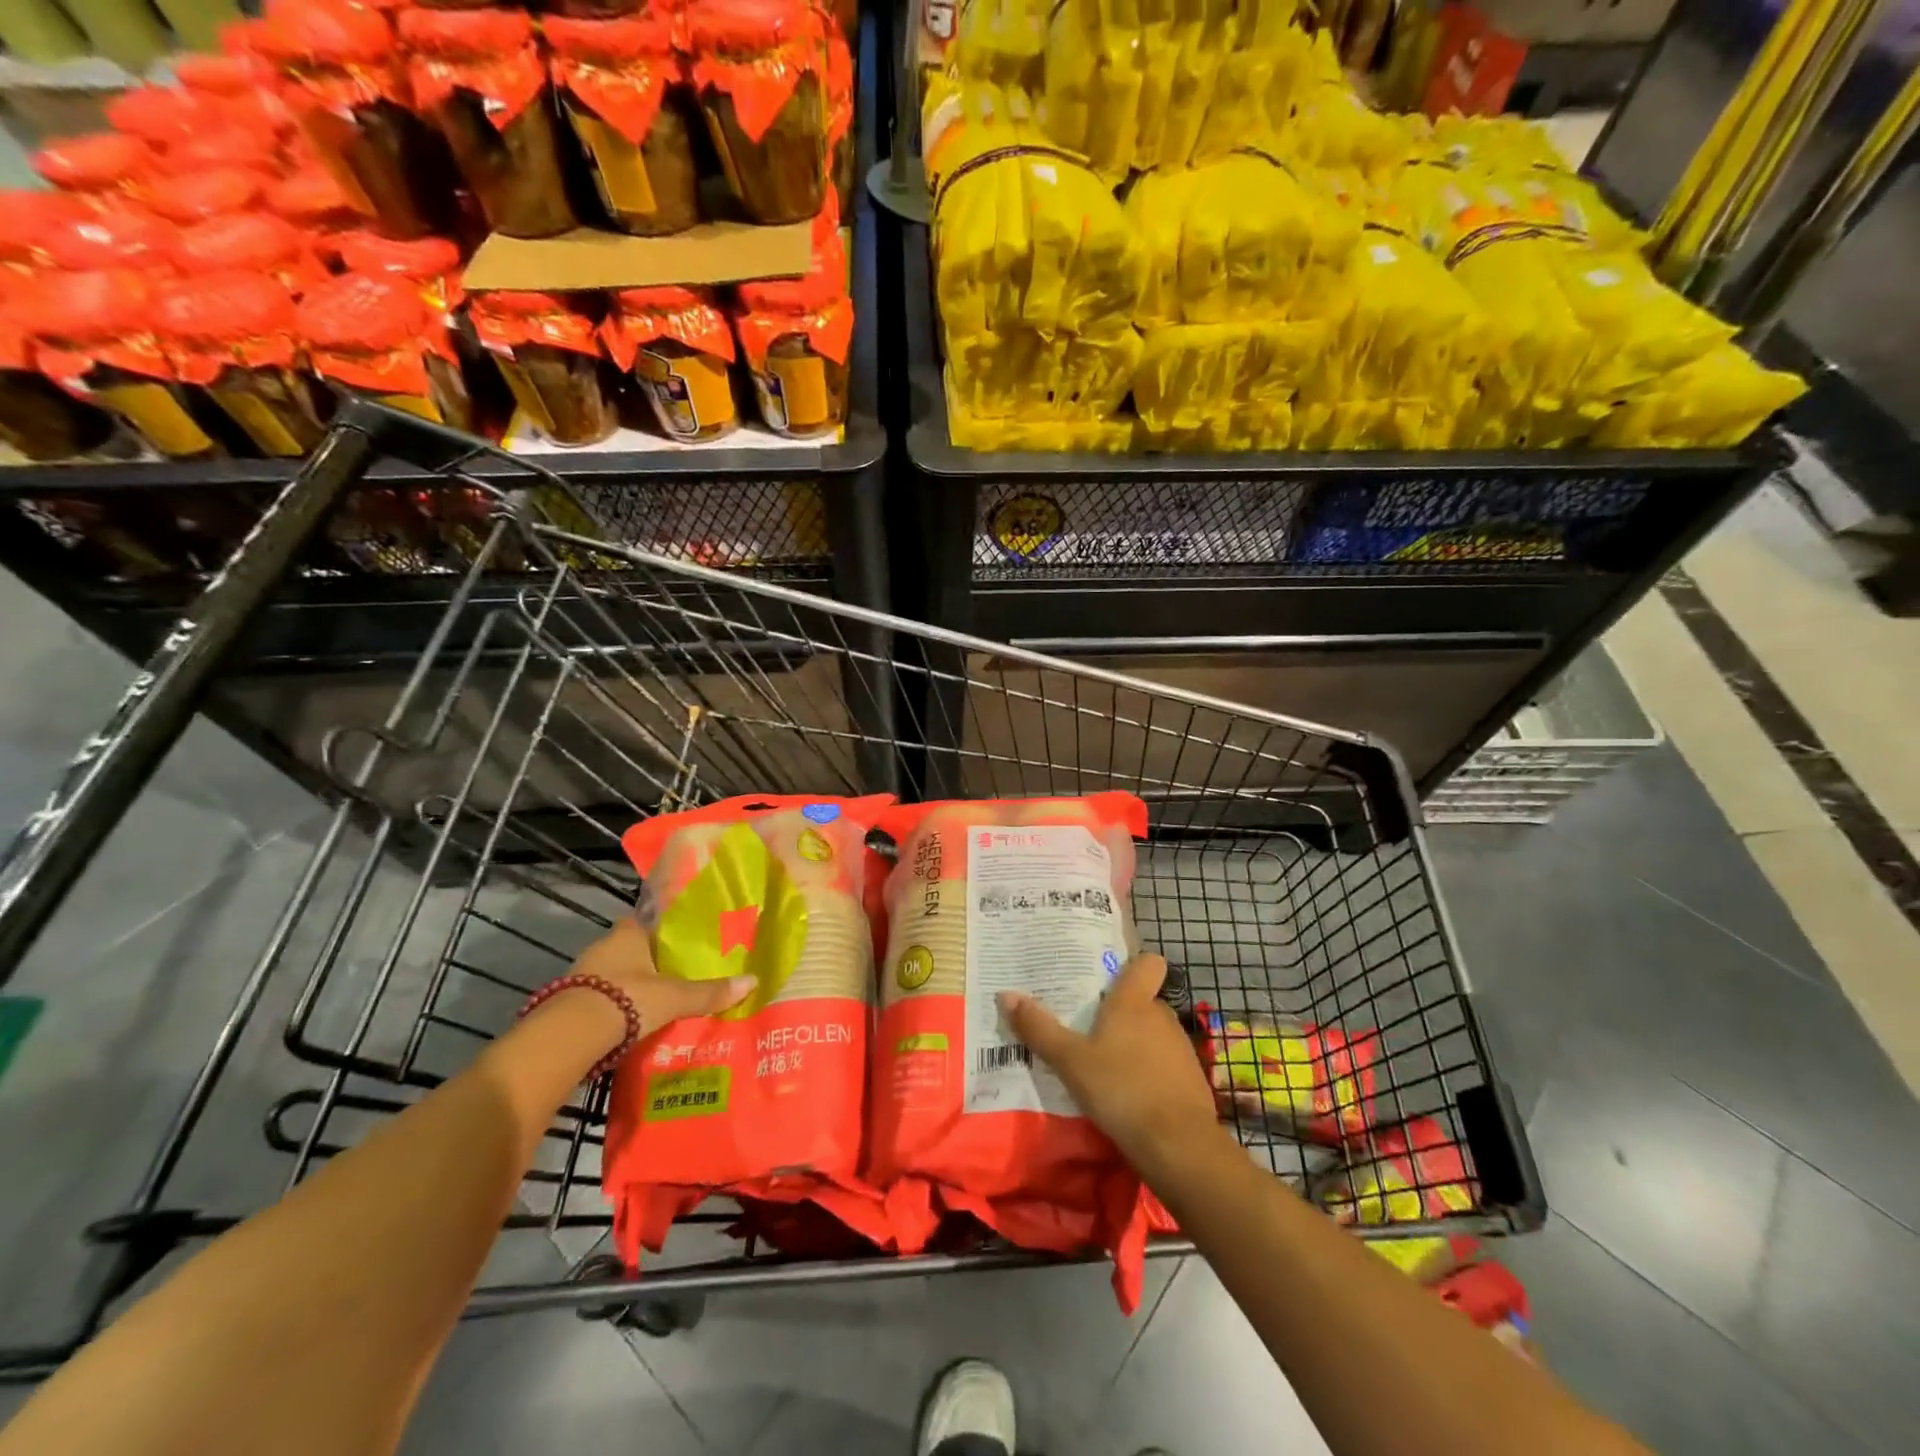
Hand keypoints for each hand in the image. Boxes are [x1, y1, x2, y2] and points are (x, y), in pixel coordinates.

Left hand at [565, 918, 754, 1038]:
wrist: (569, 1036)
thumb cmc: (627, 999)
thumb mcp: (675, 997)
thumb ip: (710, 992)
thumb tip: (753, 981)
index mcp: (628, 934)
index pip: (648, 921)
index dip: (664, 930)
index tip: (682, 942)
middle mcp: (603, 947)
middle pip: (631, 949)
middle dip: (649, 962)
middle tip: (676, 976)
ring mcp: (582, 975)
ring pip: (614, 975)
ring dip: (630, 986)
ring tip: (656, 1003)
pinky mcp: (568, 1003)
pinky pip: (600, 999)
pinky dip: (614, 1008)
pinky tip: (630, 1023)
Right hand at [998, 954, 1220, 1175]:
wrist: (1179, 1146)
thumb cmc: (1121, 1089)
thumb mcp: (1069, 1061)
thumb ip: (1039, 1028)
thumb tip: (1006, 994)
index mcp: (1133, 1001)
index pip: (1148, 962)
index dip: (1133, 964)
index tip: (1109, 976)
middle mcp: (1161, 1016)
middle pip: (1142, 1000)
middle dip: (1119, 1011)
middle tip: (1086, 1025)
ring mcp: (1180, 1048)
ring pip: (1153, 1033)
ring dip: (1133, 1043)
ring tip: (1102, 1062)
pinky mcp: (1191, 1080)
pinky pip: (1163, 1064)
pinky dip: (1148, 1072)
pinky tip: (1126, 1094)